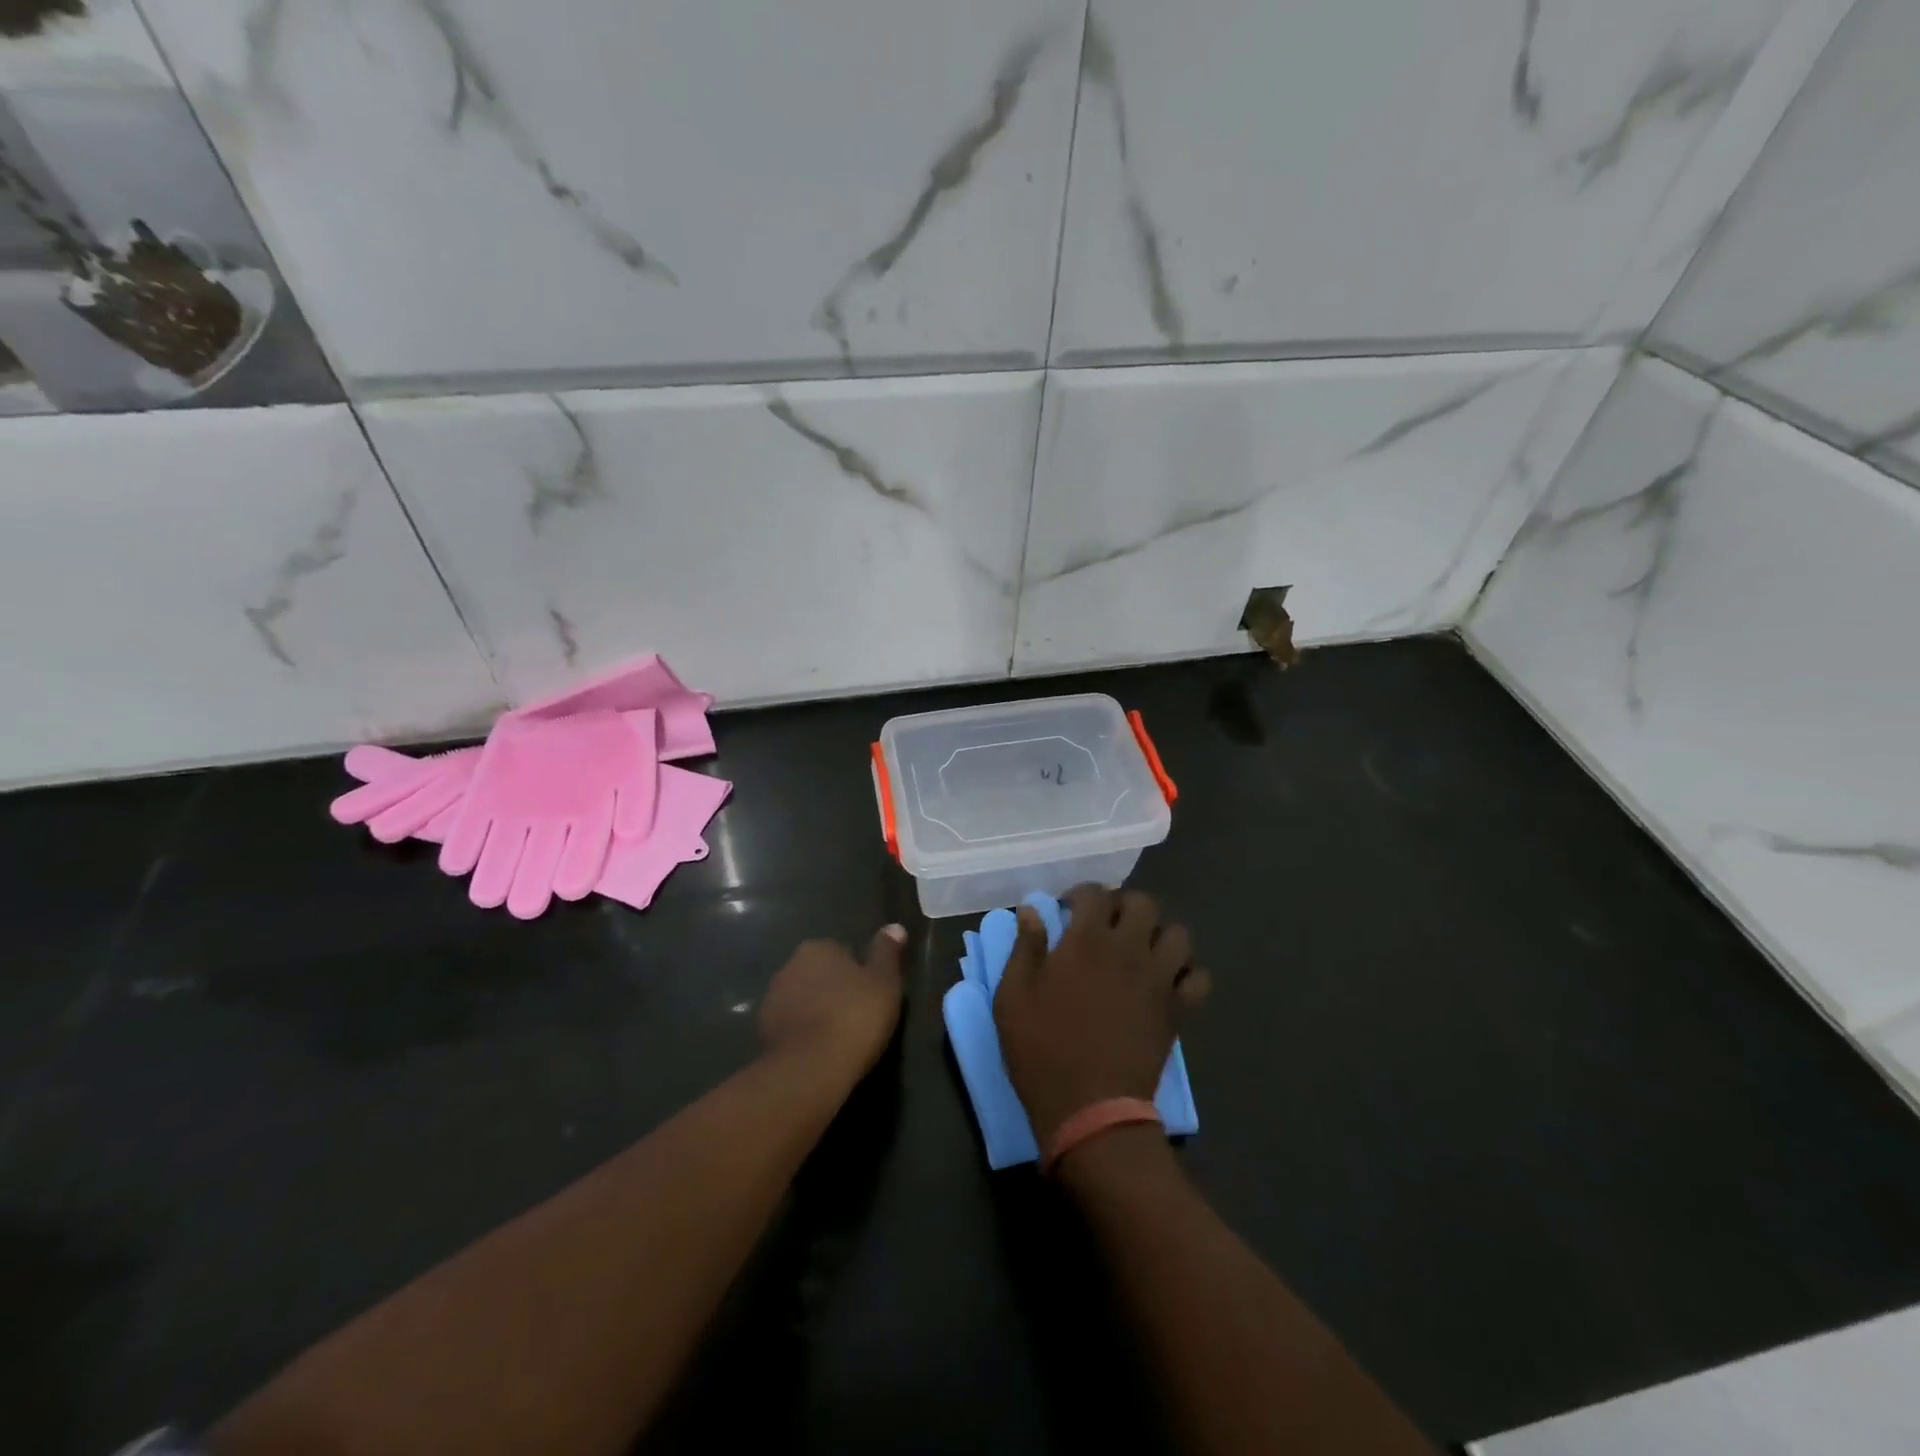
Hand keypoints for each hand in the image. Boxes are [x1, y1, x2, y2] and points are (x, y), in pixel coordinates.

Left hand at [758, 926, 906, 1078]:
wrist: (810, 1069)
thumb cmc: (854, 1017)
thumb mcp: (884, 982)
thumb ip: (887, 952)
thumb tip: (895, 926)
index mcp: (818, 948)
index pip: (842, 952)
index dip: (858, 973)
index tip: (870, 994)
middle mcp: (789, 966)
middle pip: (819, 974)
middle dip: (833, 989)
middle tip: (857, 1015)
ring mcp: (771, 1000)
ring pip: (802, 999)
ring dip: (815, 1010)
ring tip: (838, 1036)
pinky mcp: (762, 1032)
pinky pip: (790, 1025)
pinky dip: (802, 1033)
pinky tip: (818, 1051)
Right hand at [994, 886, 1208, 1145]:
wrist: (1090, 1108)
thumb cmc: (1043, 1050)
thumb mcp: (1013, 997)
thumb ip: (1025, 947)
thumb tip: (1031, 910)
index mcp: (1086, 941)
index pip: (1094, 894)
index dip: (1080, 894)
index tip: (1068, 909)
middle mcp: (1128, 949)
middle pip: (1143, 903)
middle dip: (1124, 905)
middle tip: (1106, 925)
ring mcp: (1159, 979)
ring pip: (1177, 934)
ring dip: (1159, 935)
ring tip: (1140, 950)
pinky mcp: (1178, 1010)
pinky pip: (1198, 978)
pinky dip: (1186, 974)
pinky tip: (1166, 983)